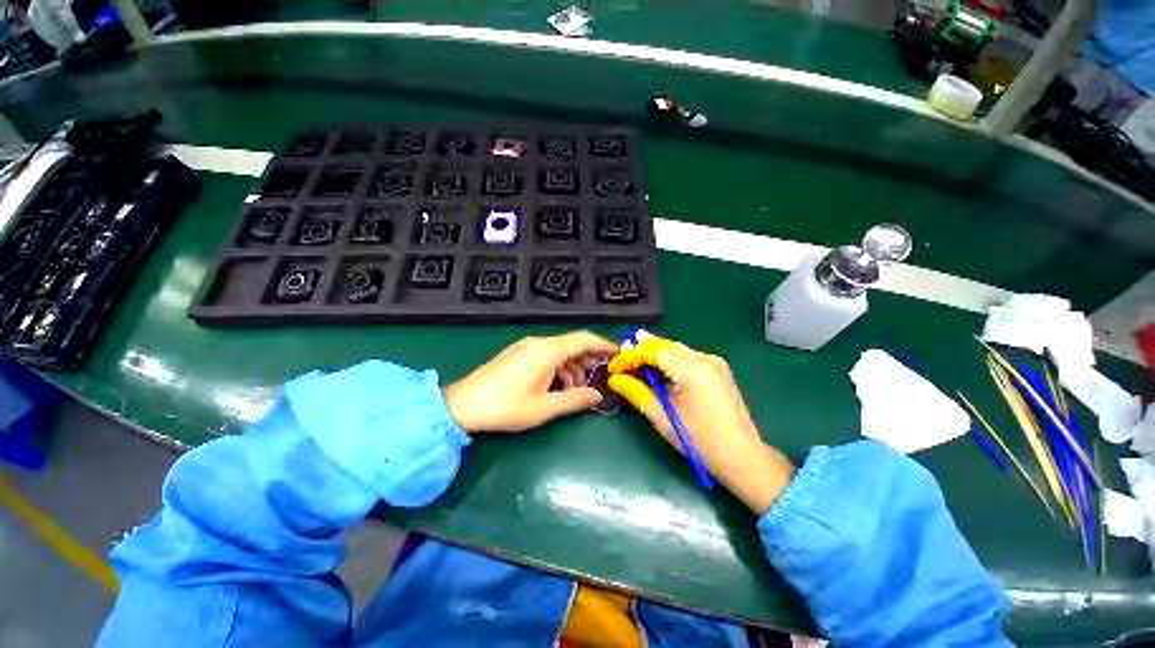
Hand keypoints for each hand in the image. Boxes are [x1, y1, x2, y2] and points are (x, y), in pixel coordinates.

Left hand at [444, 331, 617, 432]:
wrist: (463, 405)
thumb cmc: (506, 406)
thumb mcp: (545, 408)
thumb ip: (575, 400)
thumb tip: (598, 396)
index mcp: (548, 351)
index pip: (584, 340)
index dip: (604, 345)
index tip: (618, 354)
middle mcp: (538, 343)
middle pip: (572, 345)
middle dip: (587, 361)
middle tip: (596, 380)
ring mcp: (526, 347)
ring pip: (559, 351)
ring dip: (572, 368)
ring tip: (574, 390)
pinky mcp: (517, 354)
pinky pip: (546, 355)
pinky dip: (557, 368)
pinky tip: (555, 386)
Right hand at [608, 336, 794, 513]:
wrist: (742, 457)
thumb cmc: (699, 440)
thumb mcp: (662, 416)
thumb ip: (636, 392)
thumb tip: (615, 379)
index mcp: (692, 368)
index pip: (653, 350)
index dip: (630, 356)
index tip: (613, 368)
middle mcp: (705, 358)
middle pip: (665, 346)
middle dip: (640, 352)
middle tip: (620, 363)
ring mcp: (714, 362)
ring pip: (675, 350)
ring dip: (653, 356)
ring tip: (633, 365)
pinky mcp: (717, 369)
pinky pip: (686, 358)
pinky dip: (668, 362)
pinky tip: (656, 371)